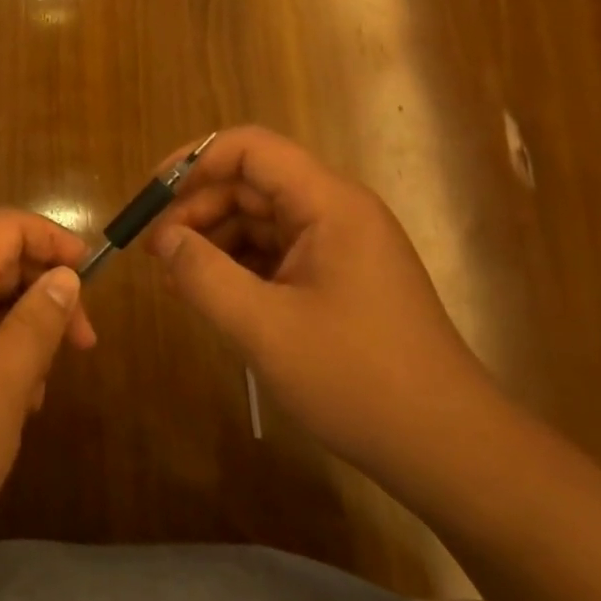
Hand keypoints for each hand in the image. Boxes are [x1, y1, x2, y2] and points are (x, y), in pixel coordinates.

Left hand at [0, 209, 95, 569]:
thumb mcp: (1, 388)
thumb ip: (36, 324)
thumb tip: (65, 276)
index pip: (5, 227)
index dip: (53, 239)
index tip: (92, 277)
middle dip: (45, 292)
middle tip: (82, 344)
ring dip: (24, 332)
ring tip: (40, 391)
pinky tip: (11, 408)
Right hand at [146, 127, 496, 475]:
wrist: (449, 450)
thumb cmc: (358, 380)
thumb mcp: (265, 328)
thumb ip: (204, 276)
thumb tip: (163, 239)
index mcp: (329, 203)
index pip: (252, 149)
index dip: (195, 161)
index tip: (152, 195)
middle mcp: (337, 212)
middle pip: (252, 185)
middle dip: (197, 209)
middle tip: (155, 250)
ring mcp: (341, 246)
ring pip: (261, 221)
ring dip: (214, 240)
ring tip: (174, 278)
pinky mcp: (340, 279)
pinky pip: (277, 254)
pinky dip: (239, 267)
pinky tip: (210, 295)